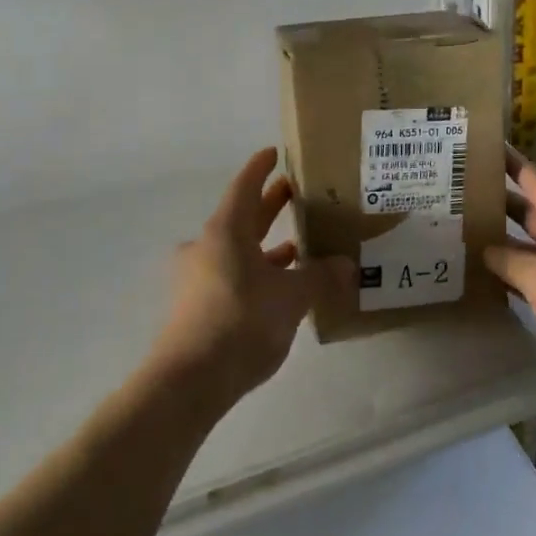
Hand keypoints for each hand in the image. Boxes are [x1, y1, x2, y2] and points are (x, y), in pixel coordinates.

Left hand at [153, 148, 352, 411]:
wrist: (189, 381)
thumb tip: (345, 264)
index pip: (245, 186)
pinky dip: (256, 274)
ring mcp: (197, 278)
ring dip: (264, 245)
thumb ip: (319, 276)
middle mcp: (207, 247)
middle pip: (241, 217)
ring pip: (236, 251)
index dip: (261, 168)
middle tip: (295, 194)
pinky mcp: (197, 307)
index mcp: (225, 231)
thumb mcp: (292, 296)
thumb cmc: (242, 322)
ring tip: (297, 246)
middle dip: (268, 206)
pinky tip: (280, 289)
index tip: (275, 154)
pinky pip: (232, 277)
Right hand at [485, 145, 535, 402]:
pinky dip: (512, 273)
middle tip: (457, 193)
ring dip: (501, 239)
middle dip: (496, 200)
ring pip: (529, 244)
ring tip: (461, 230)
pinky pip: (535, 274)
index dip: (508, 160)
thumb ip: (508, 259)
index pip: (533, 178)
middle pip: (529, 210)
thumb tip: (484, 248)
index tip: (480, 146)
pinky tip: (485, 275)